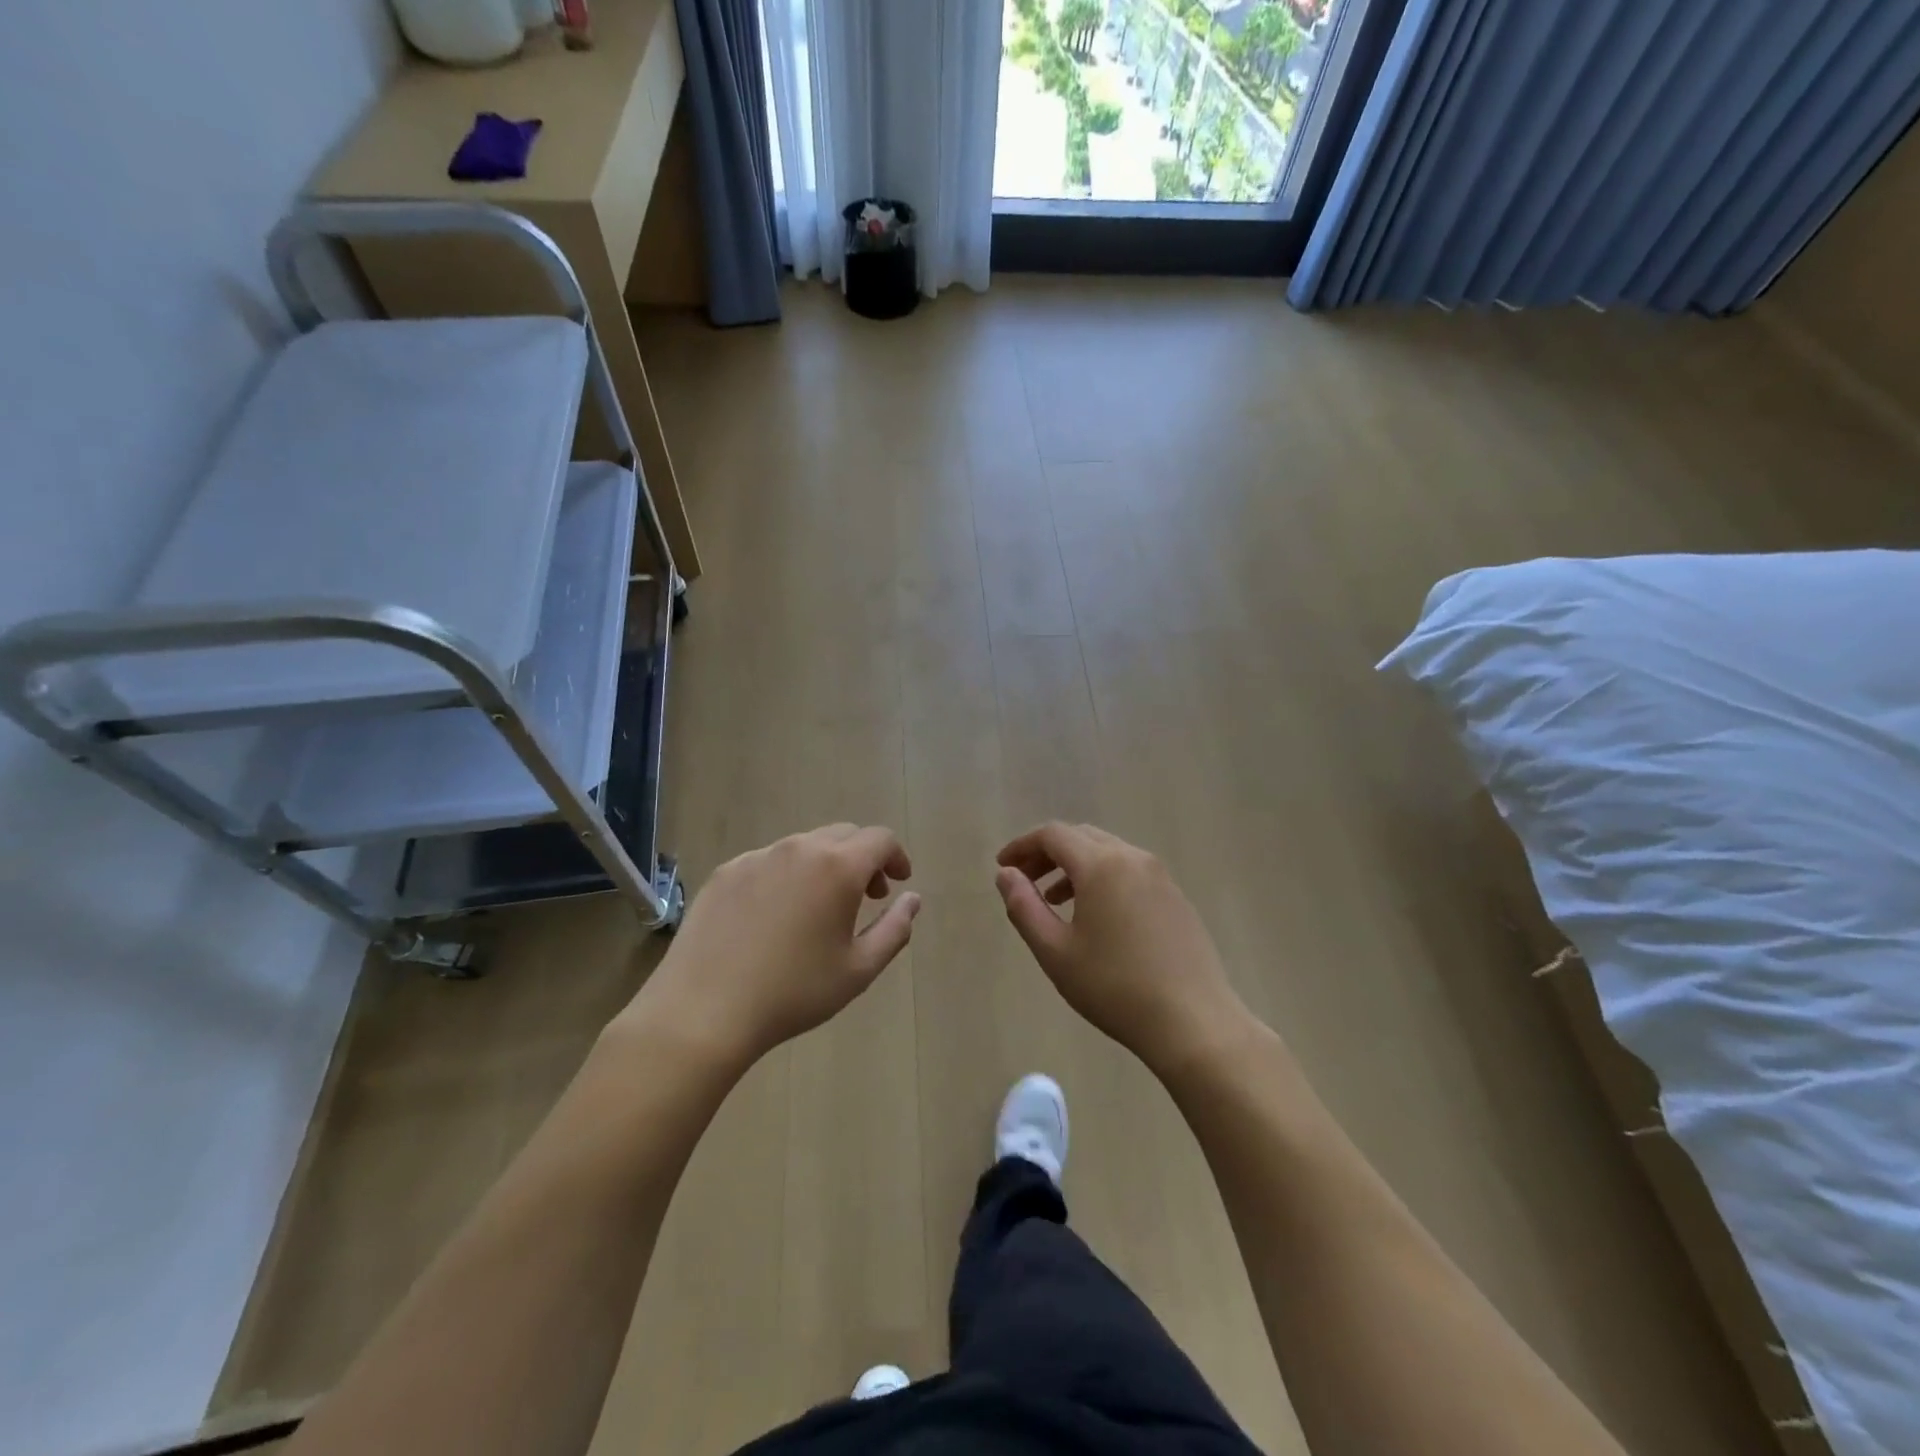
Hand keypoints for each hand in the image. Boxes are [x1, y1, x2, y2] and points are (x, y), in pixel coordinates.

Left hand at [623, 824, 919, 1067]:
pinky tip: (775, 917)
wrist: (703, 1011)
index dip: (896, 856)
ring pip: (804, 846)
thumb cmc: (793, 992)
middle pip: (843, 835)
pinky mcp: (725, 872)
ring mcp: (757, 857)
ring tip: (820, 908)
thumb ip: (895, 929)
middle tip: (867, 896)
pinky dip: (787, 876)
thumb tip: (912, 899)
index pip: (880, 838)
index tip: (898, 881)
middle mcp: (798, 848)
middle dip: (863, 859)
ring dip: (825, 865)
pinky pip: (768, 861)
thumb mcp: (859, 970)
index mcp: (837, 867)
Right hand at [996, 823, 1252, 1075]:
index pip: (1053, 835)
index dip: (1022, 845)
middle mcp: (1133, 858)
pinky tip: (1096, 916)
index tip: (1003, 867)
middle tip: (1024, 881)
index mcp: (1101, 865)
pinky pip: (1129, 871)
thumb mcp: (1055, 951)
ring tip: (1054, 900)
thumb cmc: (1114, 987)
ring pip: (1107, 853)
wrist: (1194, 1022)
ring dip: (1075, 866)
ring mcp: (1160, 876)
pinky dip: (1102, 878)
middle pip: (1081, 837)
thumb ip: (1024, 907)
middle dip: (1047, 853)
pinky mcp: (1176, 898)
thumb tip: (1006, 875)